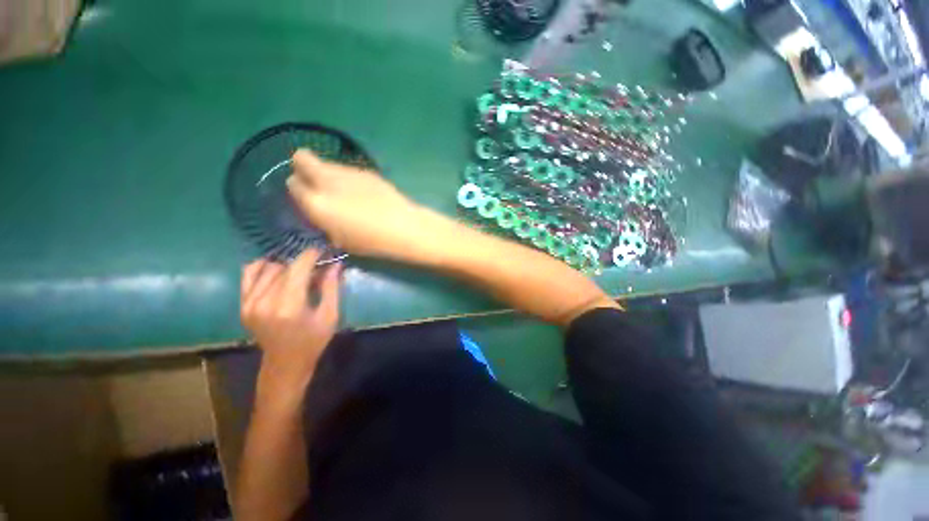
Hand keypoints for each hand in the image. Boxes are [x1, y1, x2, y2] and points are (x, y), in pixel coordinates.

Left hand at [240, 249, 340, 391]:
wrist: (285, 363)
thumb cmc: (313, 340)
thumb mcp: (330, 315)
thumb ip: (331, 287)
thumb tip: (335, 263)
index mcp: (289, 306)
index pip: (298, 268)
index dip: (312, 255)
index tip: (323, 250)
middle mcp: (265, 302)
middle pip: (286, 267)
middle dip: (303, 263)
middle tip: (318, 267)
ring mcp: (250, 303)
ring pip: (270, 268)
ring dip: (287, 267)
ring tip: (300, 273)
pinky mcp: (243, 305)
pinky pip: (249, 274)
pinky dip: (263, 267)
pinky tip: (276, 269)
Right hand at [286, 149, 435, 261]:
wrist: (402, 227)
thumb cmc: (371, 241)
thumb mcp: (340, 238)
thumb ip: (324, 219)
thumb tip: (321, 208)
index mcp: (317, 203)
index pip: (293, 184)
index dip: (298, 189)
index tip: (307, 196)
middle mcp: (328, 182)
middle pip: (302, 158)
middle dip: (303, 167)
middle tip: (316, 182)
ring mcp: (348, 173)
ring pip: (327, 162)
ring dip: (329, 173)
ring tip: (346, 191)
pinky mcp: (366, 171)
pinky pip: (348, 170)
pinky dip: (348, 178)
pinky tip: (363, 193)